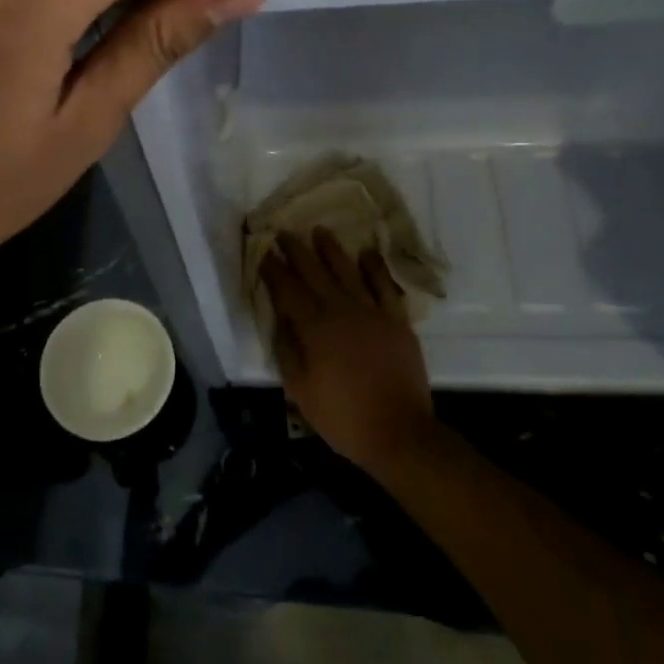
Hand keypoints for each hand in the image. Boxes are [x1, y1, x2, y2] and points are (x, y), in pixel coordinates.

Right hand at [262, 228, 437, 474]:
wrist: (399, 433)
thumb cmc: (343, 416)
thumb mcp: (300, 391)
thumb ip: (287, 351)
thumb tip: (280, 319)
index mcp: (314, 329)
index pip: (288, 290)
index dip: (274, 269)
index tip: (264, 251)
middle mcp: (341, 311)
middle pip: (315, 273)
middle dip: (297, 251)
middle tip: (284, 233)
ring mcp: (372, 313)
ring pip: (348, 272)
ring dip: (332, 250)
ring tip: (320, 231)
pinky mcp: (396, 321)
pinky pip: (384, 287)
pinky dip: (375, 268)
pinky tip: (367, 253)